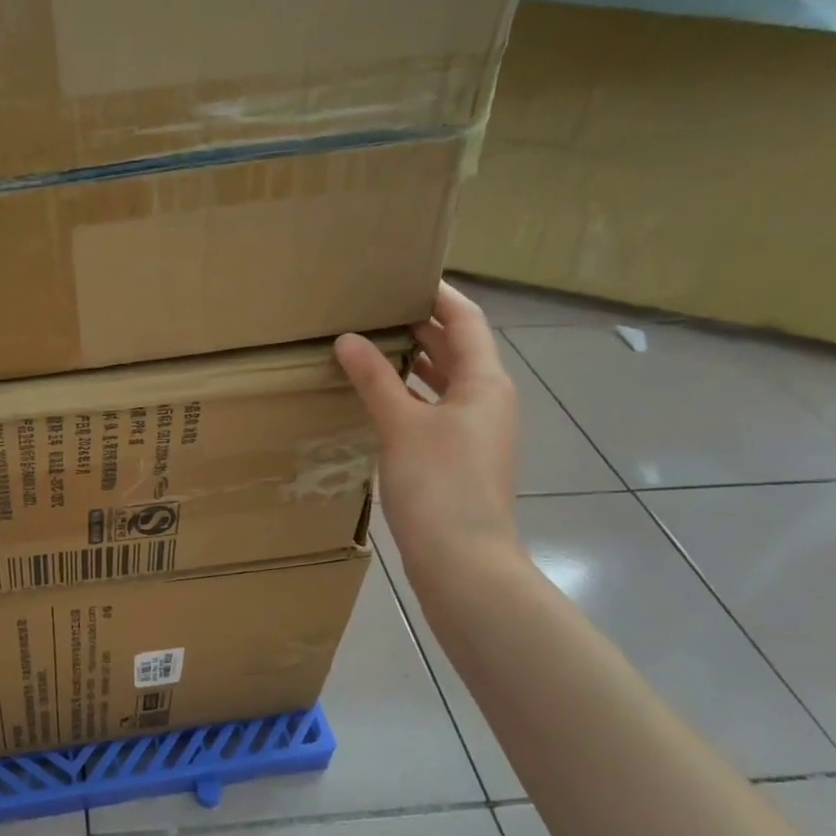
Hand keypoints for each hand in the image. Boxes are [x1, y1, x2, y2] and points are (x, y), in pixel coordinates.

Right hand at [336, 283, 520, 591]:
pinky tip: (378, 397)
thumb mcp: (402, 425)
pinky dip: (410, 395)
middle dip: (421, 325)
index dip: (439, 294)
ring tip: (370, 343)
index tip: (405, 274)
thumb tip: (348, 339)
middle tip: (376, 306)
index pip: (466, 320)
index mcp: (485, 382)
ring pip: (445, 381)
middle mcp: (487, 400)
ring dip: (414, 361)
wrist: (463, 561)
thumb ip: (375, 379)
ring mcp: (475, 432)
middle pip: (458, 349)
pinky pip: (434, 410)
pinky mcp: (459, 458)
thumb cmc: (438, 485)